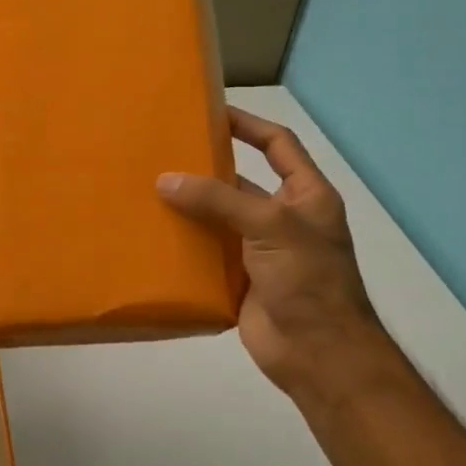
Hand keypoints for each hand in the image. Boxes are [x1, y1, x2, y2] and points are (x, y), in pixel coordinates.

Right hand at [157, 107, 384, 403]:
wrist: (318, 354)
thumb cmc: (308, 280)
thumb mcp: (271, 226)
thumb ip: (218, 200)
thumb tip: (165, 180)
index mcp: (305, 196)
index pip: (278, 145)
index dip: (248, 125)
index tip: (210, 111)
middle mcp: (283, 218)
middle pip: (240, 181)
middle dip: (206, 168)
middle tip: (163, 151)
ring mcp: (260, 250)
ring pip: (218, 218)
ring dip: (189, 206)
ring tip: (146, 188)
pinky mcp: (238, 279)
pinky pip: (206, 252)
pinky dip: (183, 243)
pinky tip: (152, 232)